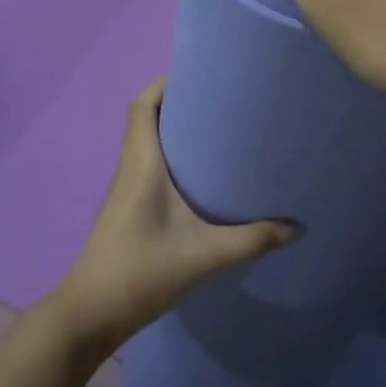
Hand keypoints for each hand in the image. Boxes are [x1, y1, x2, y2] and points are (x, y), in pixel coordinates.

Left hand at [44, 80, 291, 355]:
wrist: (90, 315)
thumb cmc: (140, 272)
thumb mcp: (203, 256)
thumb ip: (250, 240)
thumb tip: (295, 228)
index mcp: (141, 164)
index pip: (142, 106)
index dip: (164, 83)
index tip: (198, 71)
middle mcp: (131, 169)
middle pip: (146, 118)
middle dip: (178, 101)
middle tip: (221, 97)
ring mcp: (127, 190)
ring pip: (148, 143)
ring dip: (174, 129)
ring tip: (218, 127)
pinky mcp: (129, 209)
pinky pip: (150, 166)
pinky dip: (172, 156)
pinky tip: (202, 175)